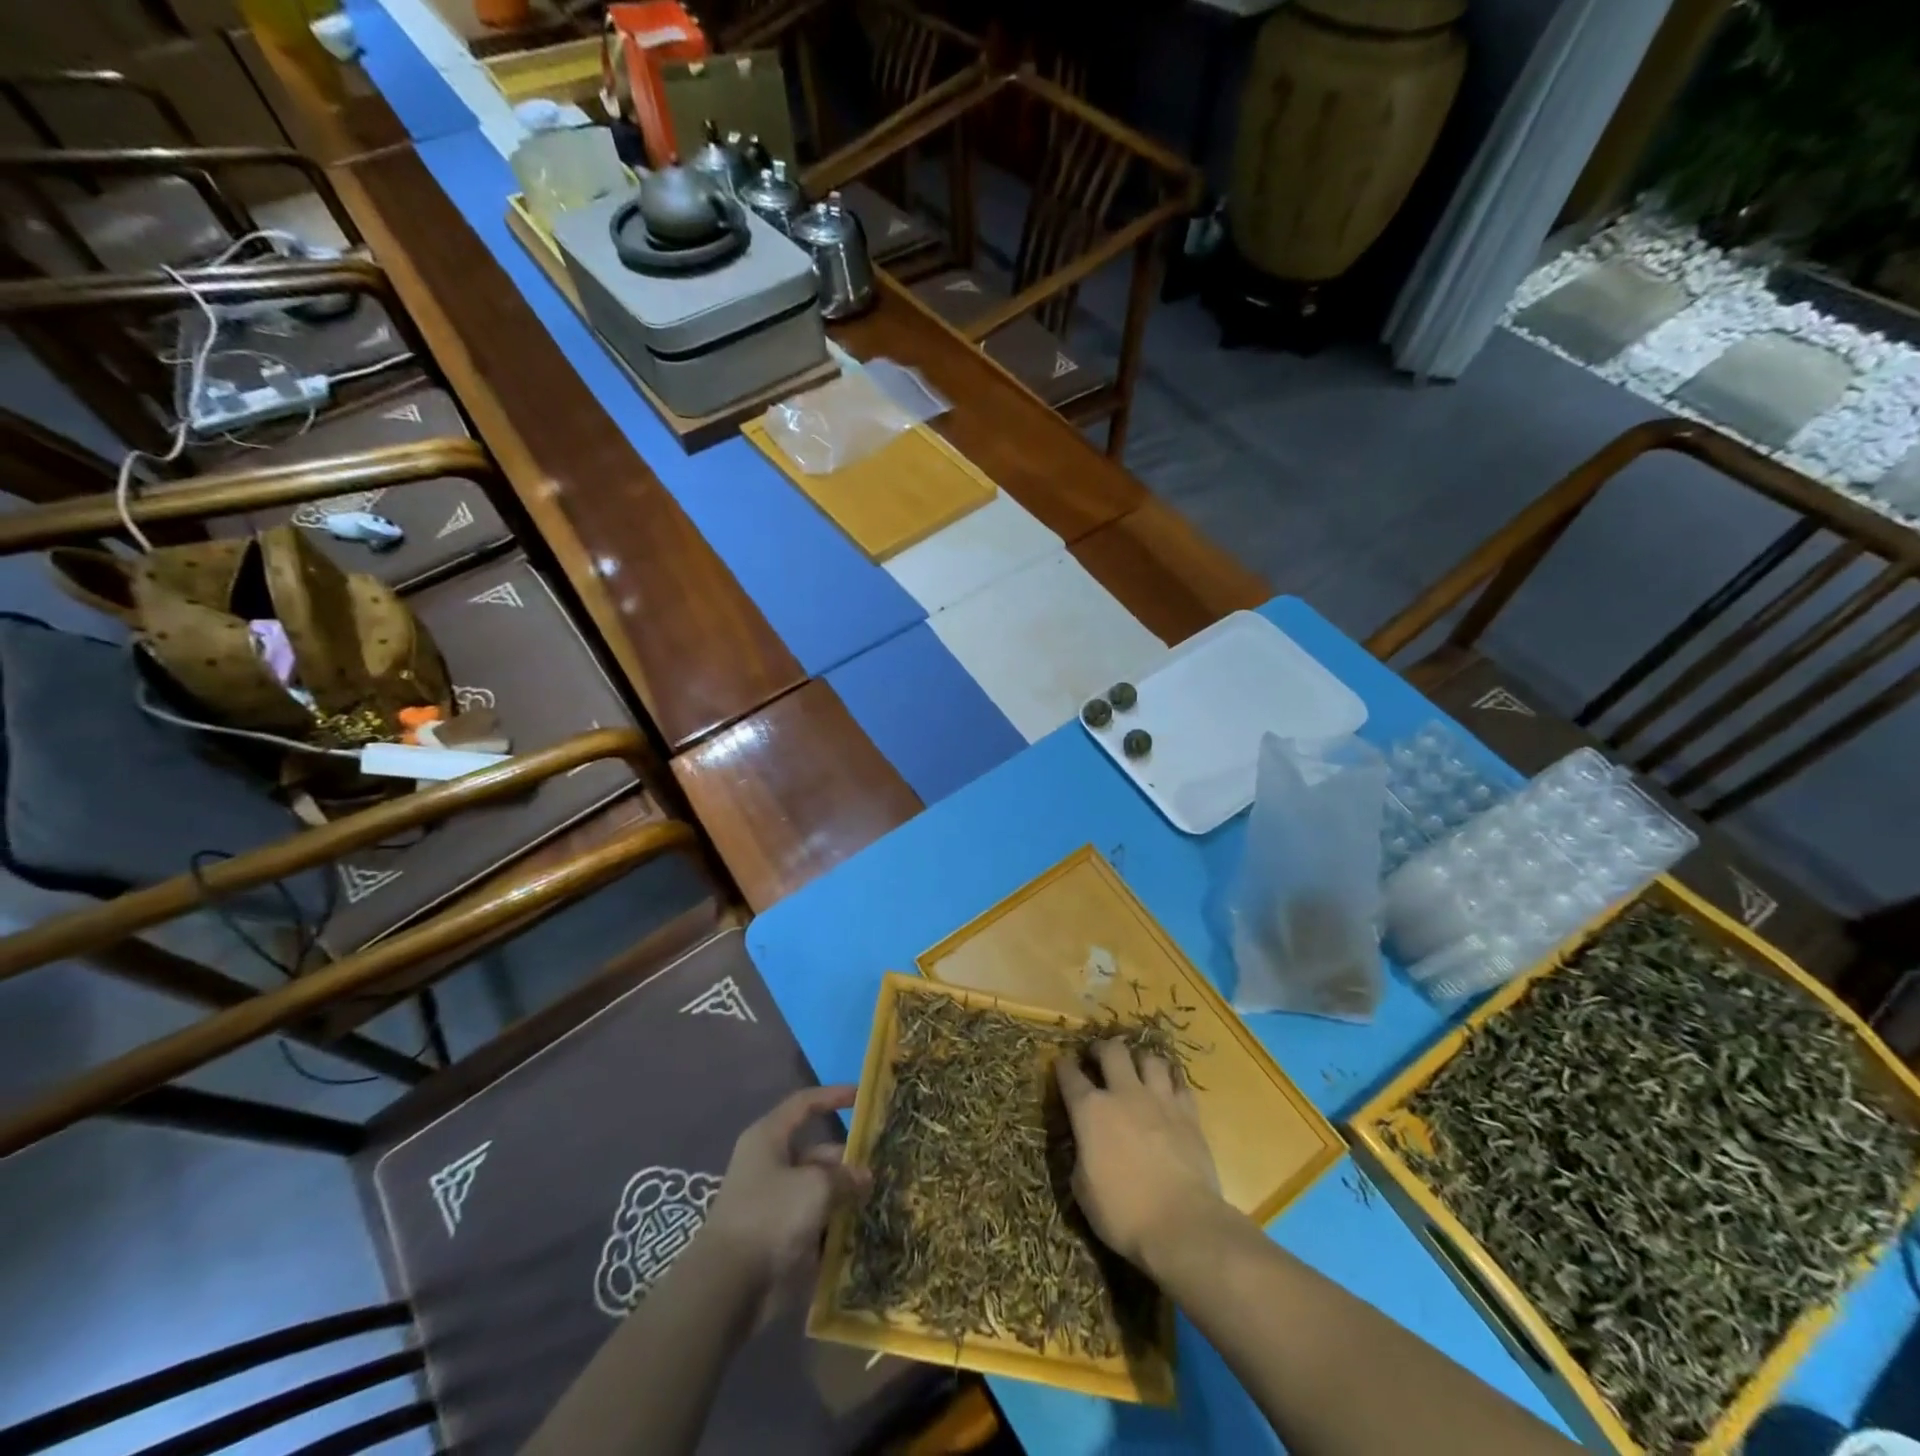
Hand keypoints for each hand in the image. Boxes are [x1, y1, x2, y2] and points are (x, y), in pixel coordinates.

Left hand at [703, 1085, 871, 1308]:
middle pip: (817, 1153)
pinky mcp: (778, 1237)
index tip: (863, 1097)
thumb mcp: (815, 1186)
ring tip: (880, 1200)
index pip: (805, 1104)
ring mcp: (774, 1203)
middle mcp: (770, 1165)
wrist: (728, 1287)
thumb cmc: (770, 1215)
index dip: (833, 1096)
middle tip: (883, 1168)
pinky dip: (834, 1227)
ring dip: (845, 1196)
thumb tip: (864, 1176)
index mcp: (769, 1138)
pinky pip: (813, 1223)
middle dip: (848, 1161)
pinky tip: (863, 1232)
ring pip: (818, 1191)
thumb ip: (844, 1176)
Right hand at [1056, 1040, 1221, 1274]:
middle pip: (1112, 1051)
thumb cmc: (1123, 1213)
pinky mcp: (1189, 1113)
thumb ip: (1082, 1155)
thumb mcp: (1083, 1189)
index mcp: (1090, 1111)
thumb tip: (1085, 1145)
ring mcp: (1159, 1100)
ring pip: (1149, 1059)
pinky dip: (1171, 1081)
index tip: (1060, 1063)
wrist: (1182, 1225)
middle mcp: (1124, 1094)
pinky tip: (1168, 1088)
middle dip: (1101, 1048)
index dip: (1063, 1066)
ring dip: (1139, 1060)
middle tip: (1098, 1056)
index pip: (1070, 1076)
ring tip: (1136, 1068)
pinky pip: (1179, 1083)